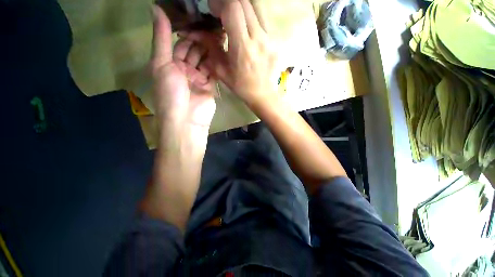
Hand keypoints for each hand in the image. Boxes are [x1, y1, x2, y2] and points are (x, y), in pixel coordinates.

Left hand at [150, 5, 215, 138]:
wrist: (187, 119)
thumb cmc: (170, 93)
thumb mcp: (161, 63)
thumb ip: (161, 38)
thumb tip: (154, 7)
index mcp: (170, 64)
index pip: (179, 43)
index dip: (188, 32)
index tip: (199, 19)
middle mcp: (185, 70)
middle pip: (195, 51)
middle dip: (202, 40)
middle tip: (213, 26)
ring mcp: (199, 79)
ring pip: (206, 60)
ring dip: (211, 50)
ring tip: (220, 35)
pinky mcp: (210, 86)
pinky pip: (214, 72)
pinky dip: (217, 63)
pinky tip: (223, 51)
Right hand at [185, 0, 278, 107]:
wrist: (262, 94)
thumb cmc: (241, 86)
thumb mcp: (222, 70)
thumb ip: (211, 47)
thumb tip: (199, 31)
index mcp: (242, 47)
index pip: (232, 9)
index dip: (219, 3)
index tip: (213, 9)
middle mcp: (258, 38)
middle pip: (245, 2)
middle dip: (230, 1)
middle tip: (222, 11)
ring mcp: (270, 38)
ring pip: (257, 7)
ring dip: (242, 7)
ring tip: (234, 17)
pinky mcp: (275, 41)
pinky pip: (263, 19)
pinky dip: (252, 17)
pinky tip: (247, 28)